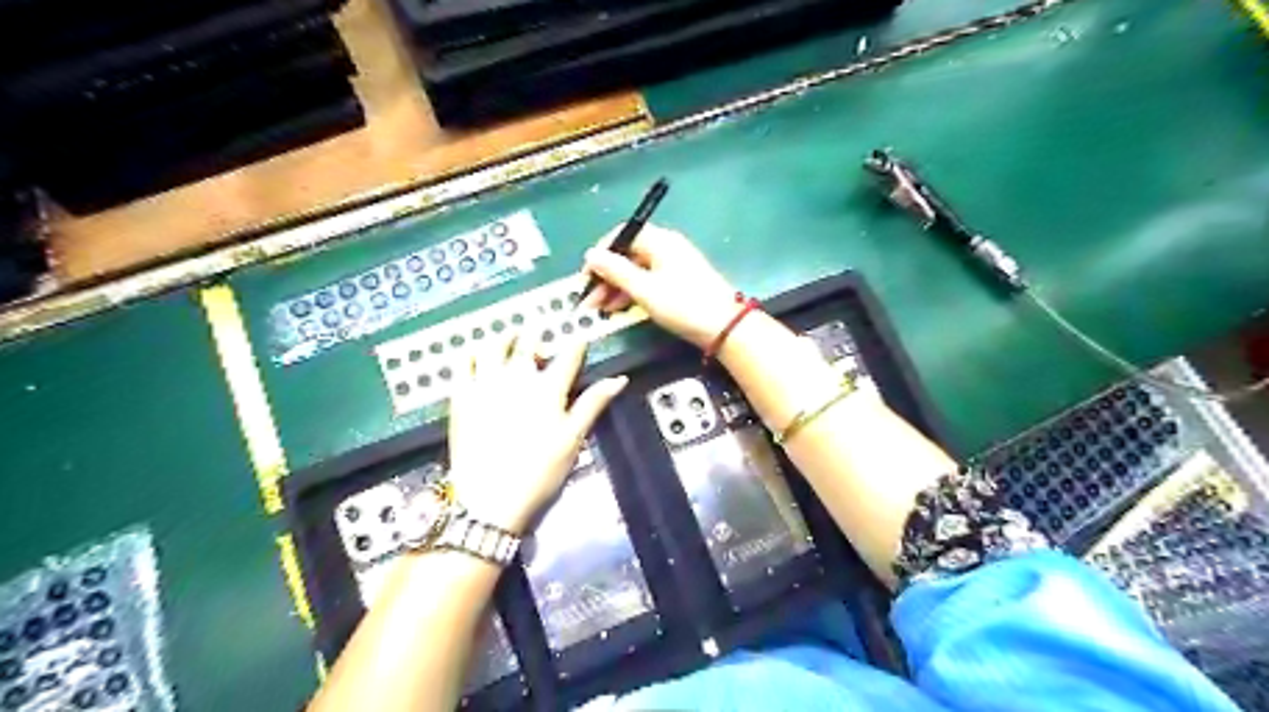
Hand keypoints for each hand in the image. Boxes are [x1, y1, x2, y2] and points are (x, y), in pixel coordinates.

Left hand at [448, 334, 626, 533]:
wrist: (491, 499)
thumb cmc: (540, 471)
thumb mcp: (573, 439)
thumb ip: (593, 404)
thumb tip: (619, 379)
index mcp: (548, 388)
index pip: (568, 356)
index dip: (576, 344)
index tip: (579, 337)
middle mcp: (517, 378)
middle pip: (527, 344)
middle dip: (536, 335)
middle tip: (539, 335)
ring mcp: (485, 384)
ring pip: (492, 347)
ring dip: (503, 337)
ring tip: (508, 335)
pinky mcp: (461, 397)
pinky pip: (462, 365)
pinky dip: (470, 354)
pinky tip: (474, 355)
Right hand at [581, 223, 738, 348]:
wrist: (725, 327)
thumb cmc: (683, 305)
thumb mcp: (645, 290)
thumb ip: (615, 271)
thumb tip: (590, 254)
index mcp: (659, 241)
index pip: (622, 235)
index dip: (600, 253)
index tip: (586, 276)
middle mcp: (666, 247)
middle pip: (628, 254)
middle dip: (605, 276)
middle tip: (589, 300)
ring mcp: (674, 265)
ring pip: (636, 270)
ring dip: (616, 287)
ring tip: (601, 310)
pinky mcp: (679, 282)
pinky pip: (648, 281)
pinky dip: (632, 293)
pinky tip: (620, 309)